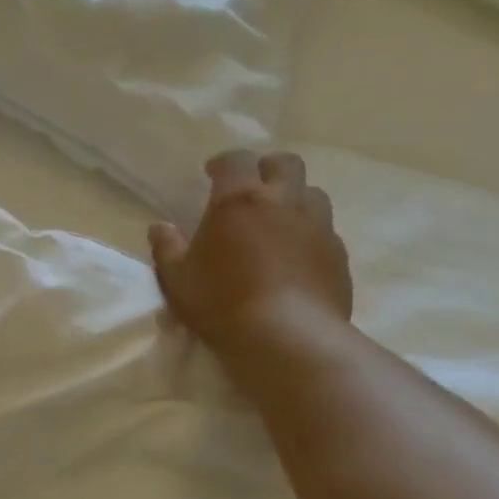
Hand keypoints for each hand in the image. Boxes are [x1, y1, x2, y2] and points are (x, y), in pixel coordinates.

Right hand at [148, 150, 351, 359]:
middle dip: (267, 168)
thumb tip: (160, 227)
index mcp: (239, 201)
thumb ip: (167, 248)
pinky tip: (296, 255)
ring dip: (294, 198)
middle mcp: (283, 202)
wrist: (288, 337)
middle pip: (285, 164)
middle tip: (251, 188)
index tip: (212, 173)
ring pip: (312, 193)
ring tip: (277, 221)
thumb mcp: (178, 279)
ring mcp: (317, 226)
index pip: (236, 161)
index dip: (223, 163)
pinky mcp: (338, 254)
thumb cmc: (222, 303)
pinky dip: (309, 232)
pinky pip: (325, 229)